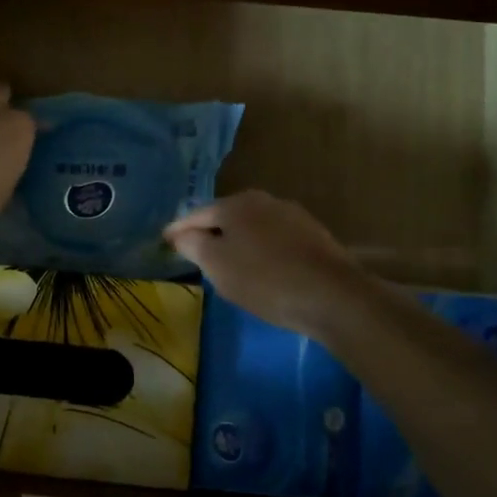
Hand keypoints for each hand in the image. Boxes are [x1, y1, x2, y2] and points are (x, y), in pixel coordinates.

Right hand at [164, 190, 372, 335]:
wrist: (332, 296)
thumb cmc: (264, 279)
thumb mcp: (217, 264)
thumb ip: (193, 245)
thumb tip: (179, 233)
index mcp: (236, 203)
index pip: (196, 214)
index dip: (178, 229)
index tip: (164, 241)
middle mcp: (264, 200)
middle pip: (226, 216)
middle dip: (209, 232)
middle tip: (194, 252)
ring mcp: (292, 216)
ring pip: (252, 227)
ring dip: (236, 241)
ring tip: (226, 263)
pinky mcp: (313, 236)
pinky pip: (274, 240)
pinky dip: (260, 250)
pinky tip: (261, 269)